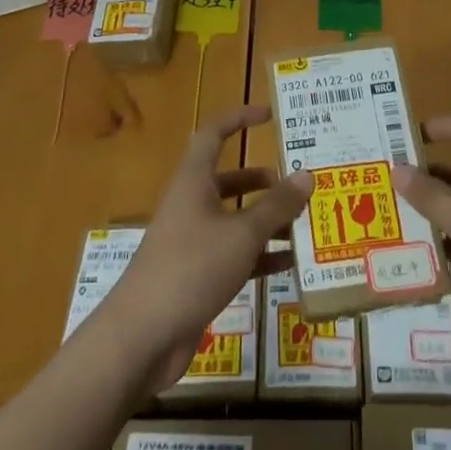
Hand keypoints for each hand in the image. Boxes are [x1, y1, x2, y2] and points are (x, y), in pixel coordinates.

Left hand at [99, 104, 311, 390]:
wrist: (144, 334)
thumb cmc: (192, 267)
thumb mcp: (242, 234)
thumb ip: (276, 206)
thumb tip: (306, 175)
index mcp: (194, 182)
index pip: (214, 135)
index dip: (238, 119)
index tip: (268, 115)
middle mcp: (191, 204)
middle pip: (229, 180)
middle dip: (263, 181)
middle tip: (299, 184)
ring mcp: (192, 241)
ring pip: (234, 220)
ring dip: (266, 220)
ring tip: (305, 224)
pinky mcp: (196, 275)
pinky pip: (234, 255)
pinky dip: (260, 255)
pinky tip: (290, 264)